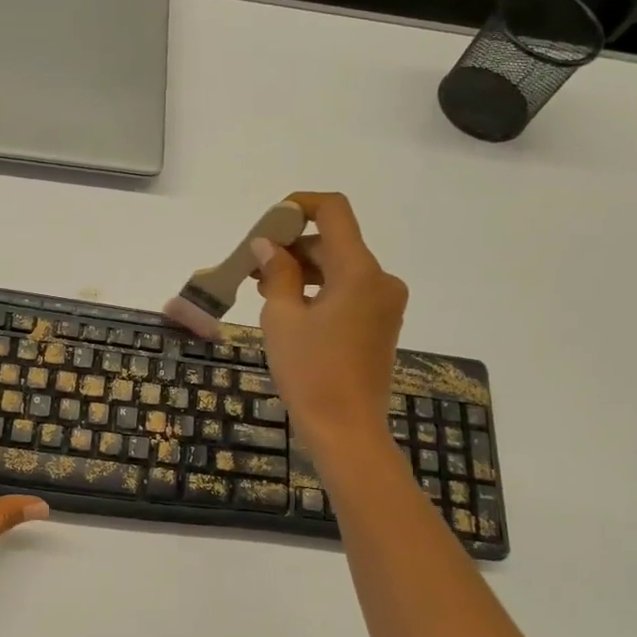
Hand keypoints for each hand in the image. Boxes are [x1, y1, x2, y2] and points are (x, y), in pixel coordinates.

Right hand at [251, 192, 407, 453]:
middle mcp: (380, 279)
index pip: (334, 211)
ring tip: (262, 288)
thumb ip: (275, 272)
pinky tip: (288, 307)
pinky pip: (348, 291)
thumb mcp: (282, 318)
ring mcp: (384, 303)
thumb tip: (267, 244)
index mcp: (359, 271)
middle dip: (292, 245)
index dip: (299, 206)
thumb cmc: (310, 372)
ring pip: (340, 268)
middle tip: (252, 264)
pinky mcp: (380, 324)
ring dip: (302, 269)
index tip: (268, 223)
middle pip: (334, 242)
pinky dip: (319, 290)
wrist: (346, 430)